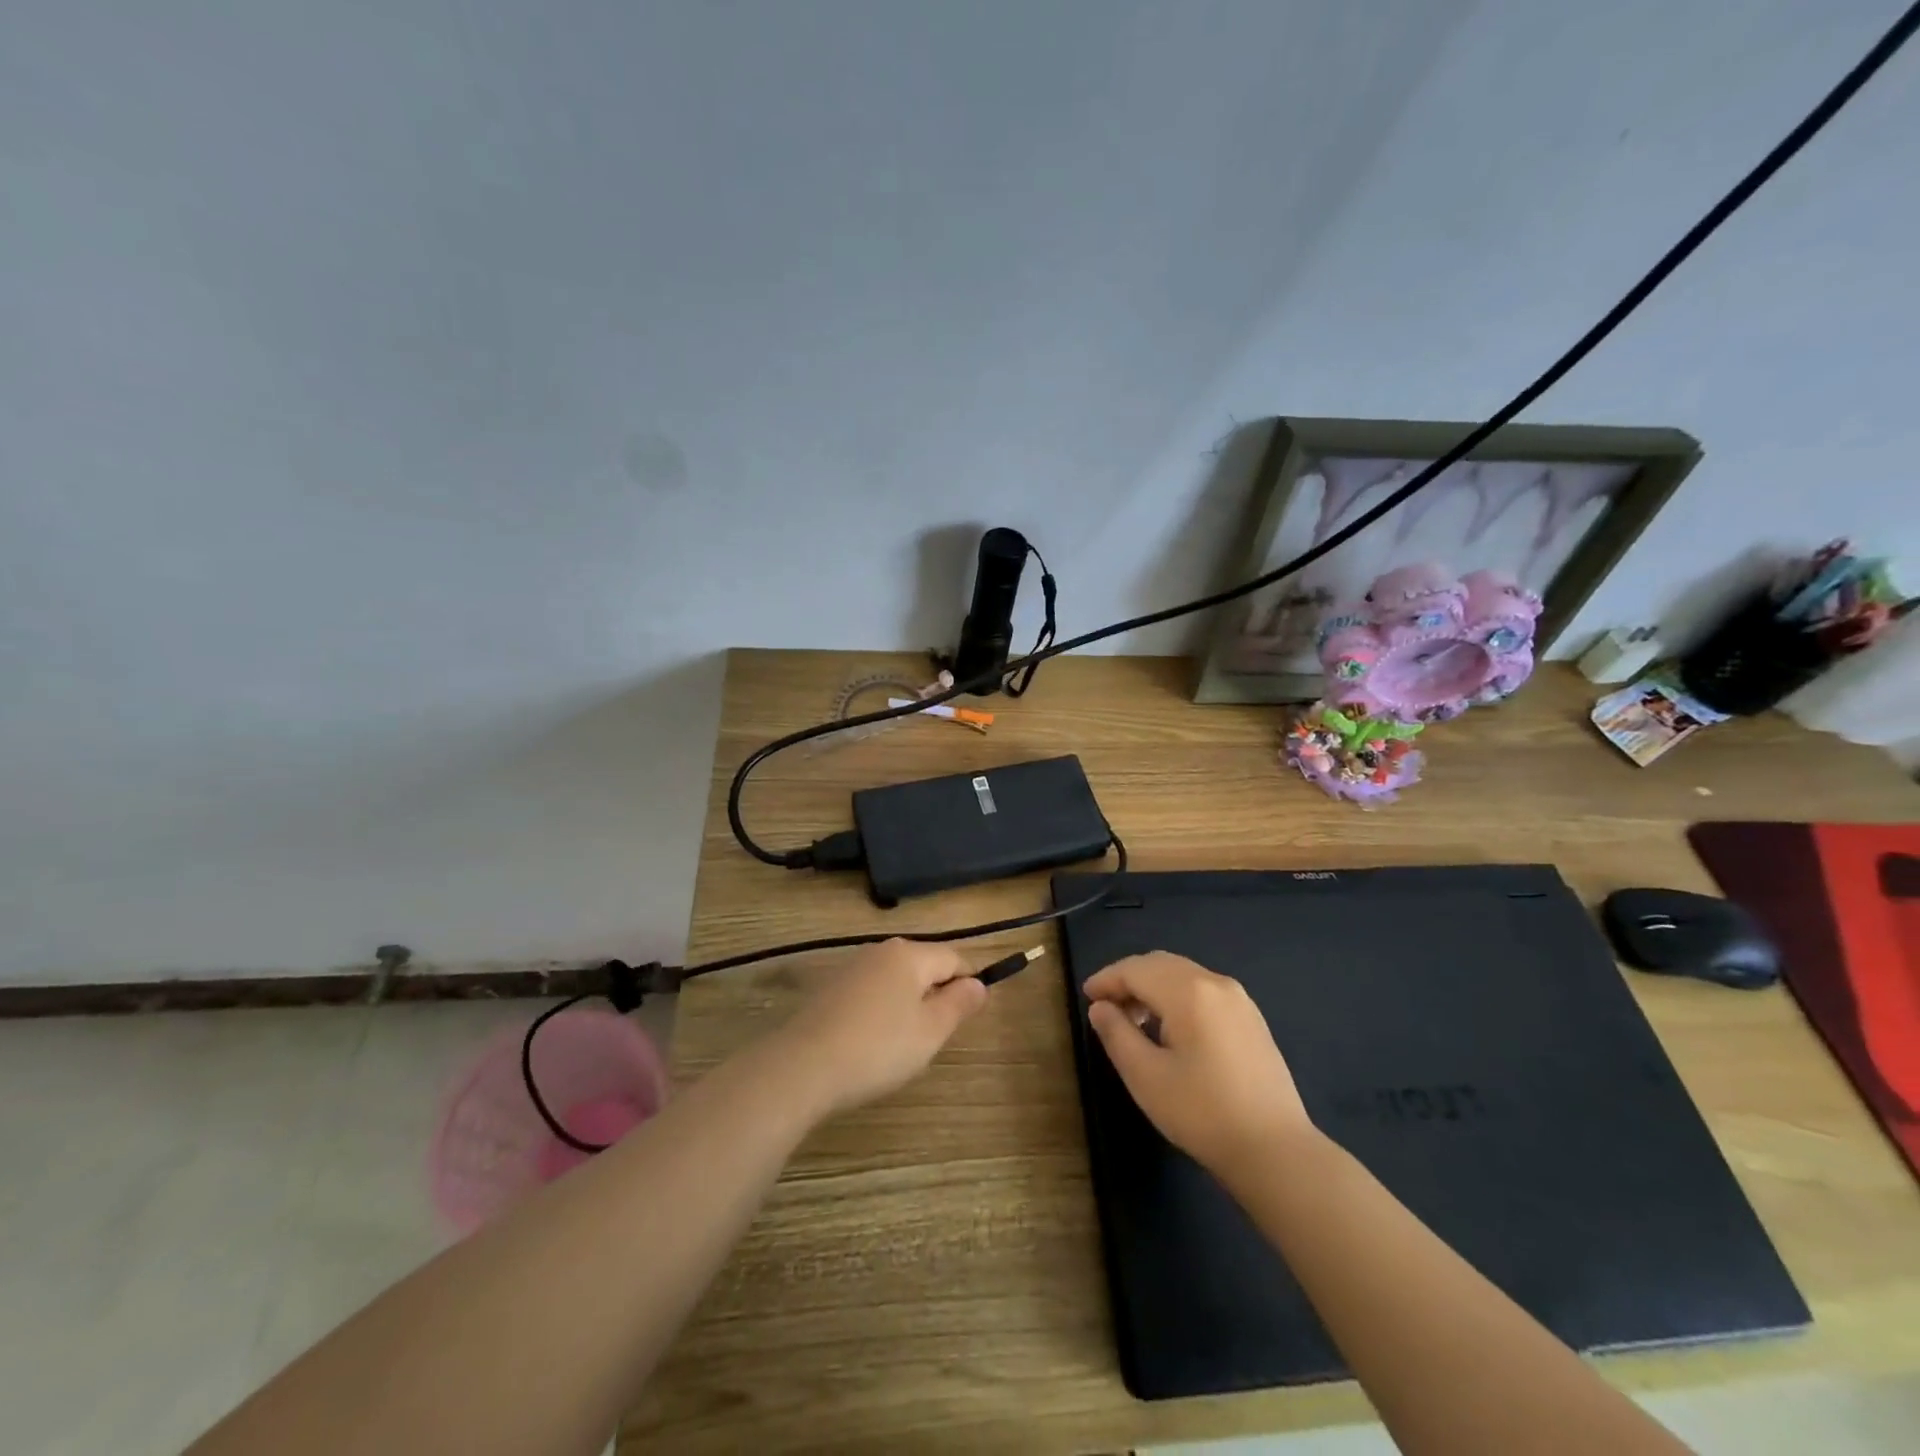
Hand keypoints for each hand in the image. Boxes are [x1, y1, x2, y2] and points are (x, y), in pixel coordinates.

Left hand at [770, 939, 987, 1118]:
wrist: (803, 1066)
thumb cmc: (878, 1048)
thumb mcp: (930, 1031)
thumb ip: (959, 1004)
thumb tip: (978, 983)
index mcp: (910, 954)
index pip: (954, 958)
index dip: (968, 984)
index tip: (968, 1018)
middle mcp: (880, 950)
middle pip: (923, 966)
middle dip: (936, 996)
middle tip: (934, 1038)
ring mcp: (851, 967)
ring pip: (895, 980)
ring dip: (907, 1005)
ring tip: (901, 1045)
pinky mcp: (829, 988)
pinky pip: (870, 993)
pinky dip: (880, 1012)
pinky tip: (870, 1043)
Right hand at [1083, 951, 1313, 1172]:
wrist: (1276, 1151)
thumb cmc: (1202, 1113)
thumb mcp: (1145, 1076)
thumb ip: (1116, 1034)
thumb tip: (1101, 1008)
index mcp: (1188, 991)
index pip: (1135, 969)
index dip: (1106, 979)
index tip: (1086, 996)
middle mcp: (1215, 983)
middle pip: (1160, 964)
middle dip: (1129, 979)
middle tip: (1106, 1007)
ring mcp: (1239, 999)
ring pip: (1183, 975)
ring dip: (1153, 987)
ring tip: (1134, 1020)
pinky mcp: (1251, 1018)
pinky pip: (1203, 990)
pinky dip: (1177, 996)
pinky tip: (1170, 1028)